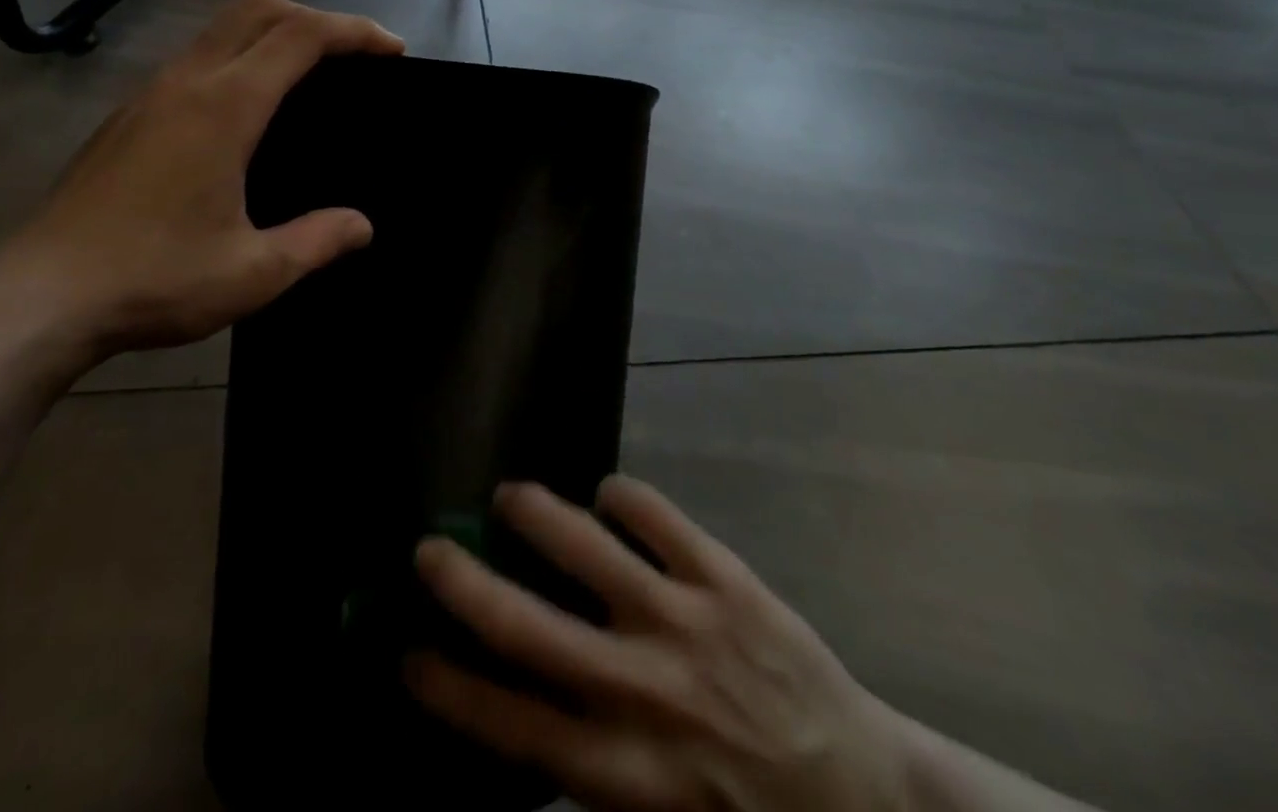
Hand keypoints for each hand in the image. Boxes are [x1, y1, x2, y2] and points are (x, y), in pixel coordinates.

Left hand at [0, 0, 402, 364]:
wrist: (37, 298)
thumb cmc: (154, 279)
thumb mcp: (253, 272)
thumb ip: (317, 241)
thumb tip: (362, 226)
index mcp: (225, 107)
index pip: (301, 37)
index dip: (354, 32)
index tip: (391, 50)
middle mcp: (186, 83)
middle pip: (257, 9)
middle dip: (313, 16)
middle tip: (351, 55)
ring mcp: (148, 95)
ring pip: (219, 28)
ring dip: (270, 32)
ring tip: (305, 76)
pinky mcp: (125, 116)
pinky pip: (193, 58)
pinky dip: (236, 57)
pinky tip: (242, 112)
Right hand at [407, 477, 910, 811]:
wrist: (869, 801)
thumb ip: (590, 783)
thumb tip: (520, 728)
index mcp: (621, 772)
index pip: (509, 725)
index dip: (450, 687)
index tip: (408, 653)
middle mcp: (641, 692)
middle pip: (530, 630)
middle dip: (467, 586)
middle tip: (430, 550)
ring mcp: (684, 623)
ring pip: (590, 551)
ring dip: (540, 516)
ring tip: (509, 495)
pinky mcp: (726, 579)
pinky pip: (658, 517)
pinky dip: (623, 498)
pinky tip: (608, 497)